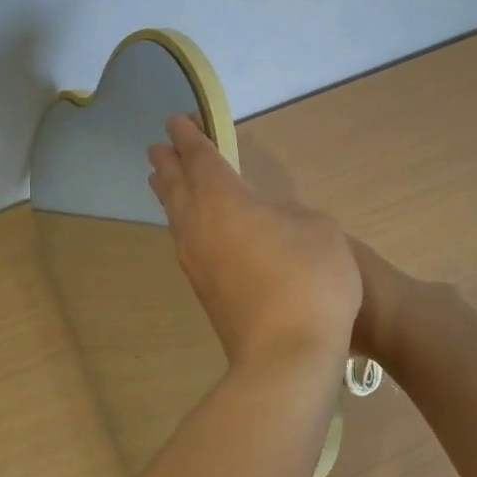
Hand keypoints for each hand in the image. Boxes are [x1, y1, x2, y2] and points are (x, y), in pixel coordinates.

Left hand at [147, 116, 360, 367]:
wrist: (287, 355)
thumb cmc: (308, 279)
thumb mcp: (318, 228)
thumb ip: (290, 212)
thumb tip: (270, 219)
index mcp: (224, 199)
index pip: (200, 158)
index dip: (190, 137)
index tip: (176, 121)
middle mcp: (199, 226)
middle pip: (176, 187)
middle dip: (169, 164)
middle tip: (159, 148)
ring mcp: (196, 262)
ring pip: (176, 217)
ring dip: (170, 194)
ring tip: (164, 182)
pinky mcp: (204, 292)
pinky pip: (186, 243)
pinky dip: (184, 224)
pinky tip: (192, 230)